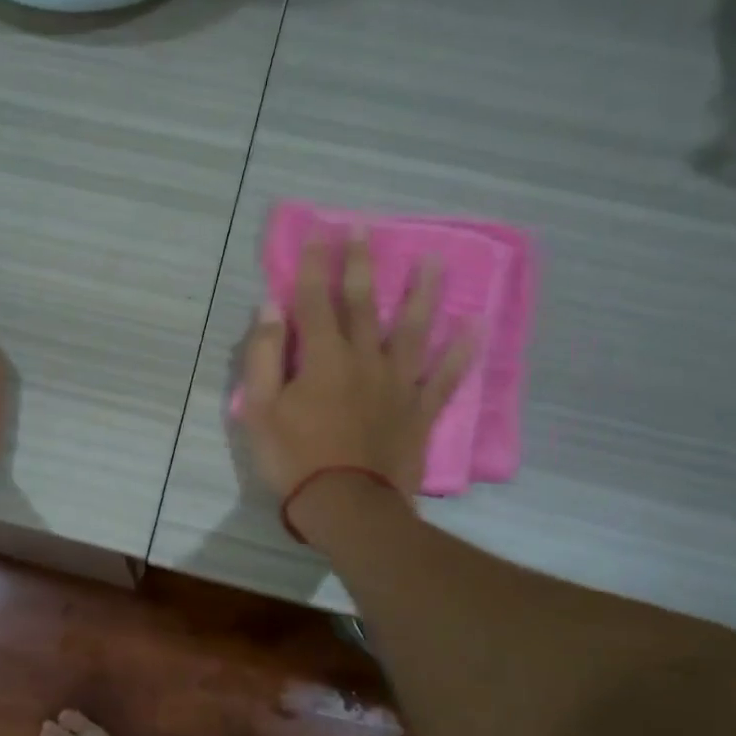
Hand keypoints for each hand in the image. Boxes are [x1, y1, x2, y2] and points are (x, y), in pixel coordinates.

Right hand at [240, 231, 476, 506]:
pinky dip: (462, 351)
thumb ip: (263, 354)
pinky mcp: (420, 411)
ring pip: (413, 329)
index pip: (314, 300)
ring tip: (434, 261)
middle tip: (366, 228)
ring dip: (421, 293)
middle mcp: (364, 359)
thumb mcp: (260, 409)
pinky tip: (475, 325)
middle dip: (361, 263)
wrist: (347, 507)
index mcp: (323, 358)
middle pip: (362, 304)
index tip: (317, 230)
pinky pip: (446, 376)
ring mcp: (398, 384)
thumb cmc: (295, 458)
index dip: (313, 263)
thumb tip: (269, 306)